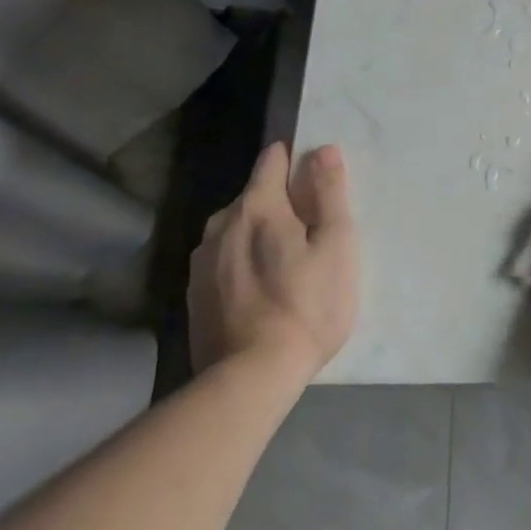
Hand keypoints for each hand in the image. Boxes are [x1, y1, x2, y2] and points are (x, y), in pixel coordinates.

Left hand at [188, 141, 357, 379]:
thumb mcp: (336, 244)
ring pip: (235, 229)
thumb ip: (329, 192)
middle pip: (254, 195)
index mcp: (257, 206)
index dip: (295, 161)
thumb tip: (322, 150)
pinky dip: (242, 263)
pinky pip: (223, 260)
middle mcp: (221, 224)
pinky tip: (261, 291)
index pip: (271, 160)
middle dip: (280, 203)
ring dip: (258, 234)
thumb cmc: (307, 305)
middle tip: (310, 233)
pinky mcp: (194, 296)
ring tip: (285, 264)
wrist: (250, 379)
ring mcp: (202, 262)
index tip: (316, 181)